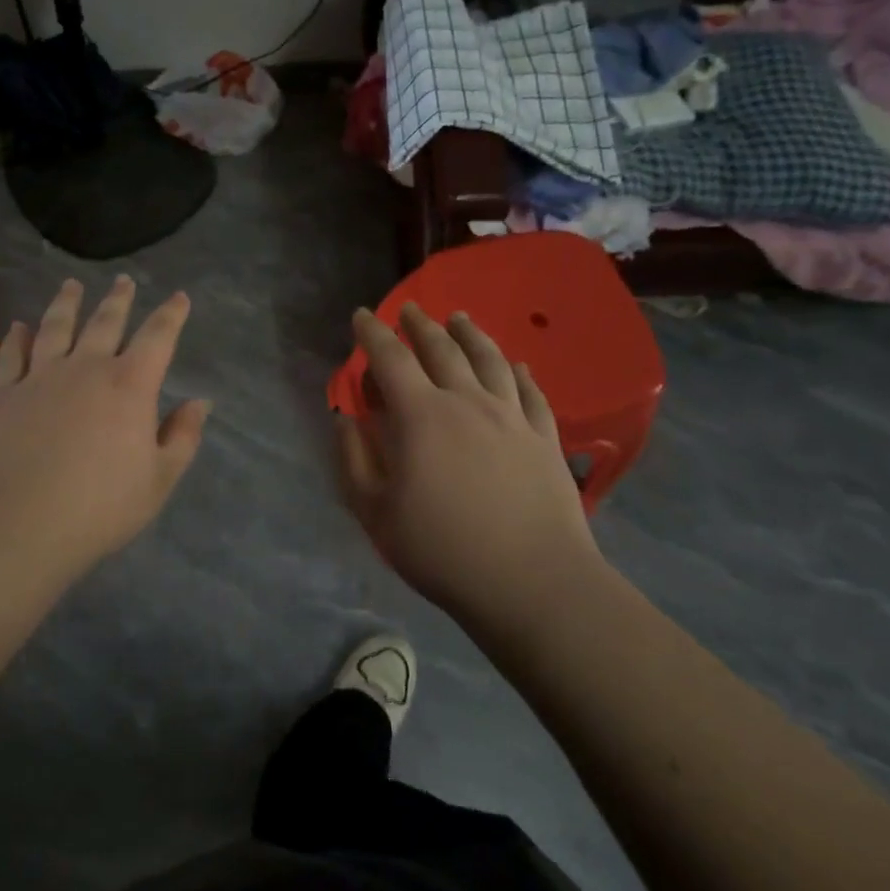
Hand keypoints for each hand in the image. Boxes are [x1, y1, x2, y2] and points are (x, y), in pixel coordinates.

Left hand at [0, 277, 209, 572]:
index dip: (171, 315)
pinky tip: (18, 326)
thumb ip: (182, 437)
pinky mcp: (4, 394)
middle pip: (105, 322)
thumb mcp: (158, 480)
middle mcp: (86, 368)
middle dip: (119, 299)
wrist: (16, 524)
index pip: (158, 337)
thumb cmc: (98, 507)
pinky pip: (12, 355)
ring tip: (71, 285)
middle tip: (123, 280)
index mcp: (130, 385)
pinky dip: (16, 337)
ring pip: (56, 327)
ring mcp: (41, 377)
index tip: (179, 296)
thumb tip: (200, 402)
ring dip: (66, 303)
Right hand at [335, 303, 601, 627]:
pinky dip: (519, 371)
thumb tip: (344, 419)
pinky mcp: (544, 437)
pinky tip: (516, 364)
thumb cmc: (443, 549)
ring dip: (470, 333)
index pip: (391, 359)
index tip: (362, 316)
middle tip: (409, 309)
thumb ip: (353, 459)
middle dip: (420, 325)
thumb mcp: (375, 512)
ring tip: (459, 318)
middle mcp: (467, 401)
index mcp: (421, 416)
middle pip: (442, 348)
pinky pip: (531, 391)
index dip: (373, 334)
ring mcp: (511, 417)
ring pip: (489, 359)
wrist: (533, 582)